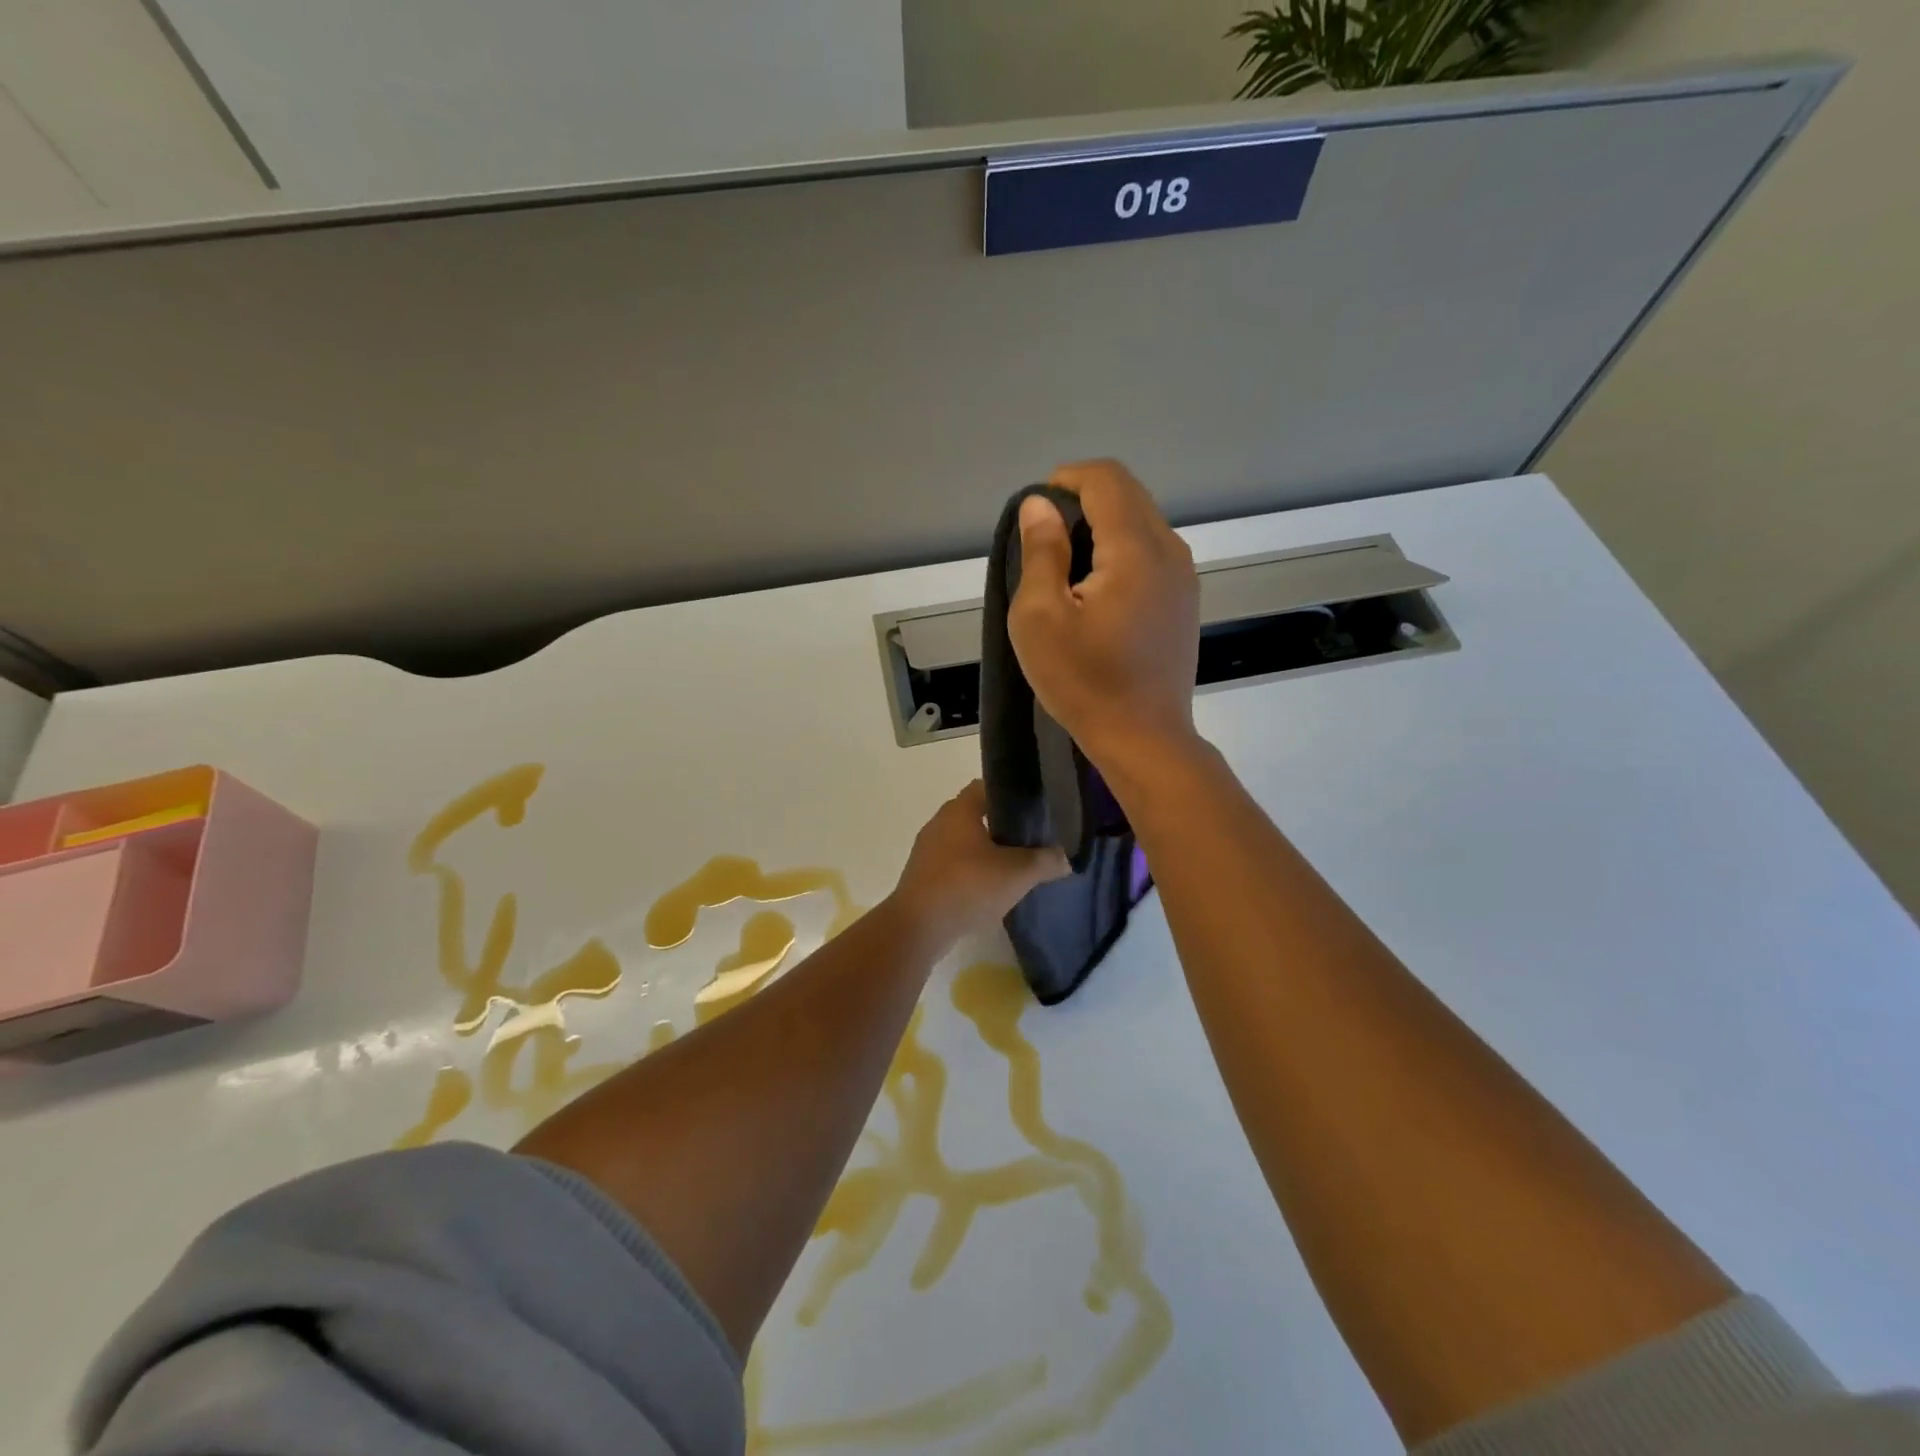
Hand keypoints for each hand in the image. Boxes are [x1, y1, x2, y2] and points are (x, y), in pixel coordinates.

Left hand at [890, 781, 1069, 947]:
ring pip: (963, 841)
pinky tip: (988, 888)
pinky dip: (970, 870)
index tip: (1033, 809)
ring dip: (985, 850)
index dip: (1010, 794)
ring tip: (1013, 865)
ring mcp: (927, 849)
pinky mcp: (922, 874)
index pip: (986, 787)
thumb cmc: (968, 887)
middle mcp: (939, 822)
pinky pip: (952, 863)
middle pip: (975, 814)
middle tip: (1029, 839)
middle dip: (1001, 825)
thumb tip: (1065, 858)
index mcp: (959, 810)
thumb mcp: (1017, 874)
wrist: (918, 927)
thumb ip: (1045, 861)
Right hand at [1009, 460, 1202, 782]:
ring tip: (1068, 569)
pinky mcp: (1184, 600)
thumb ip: (1041, 552)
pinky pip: (1152, 552)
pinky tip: (1098, 592)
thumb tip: (1040, 504)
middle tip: (1046, 543)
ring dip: (1102, 528)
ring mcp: (1184, 577)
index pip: (1106, 479)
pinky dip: (1121, 551)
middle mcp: (1170, 551)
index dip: (1066, 480)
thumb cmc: (1085, 682)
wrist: (1144, 738)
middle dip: (1082, 502)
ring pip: (1142, 522)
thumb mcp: (1041, 618)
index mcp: (1136, 550)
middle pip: (1128, 495)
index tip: (1036, 512)